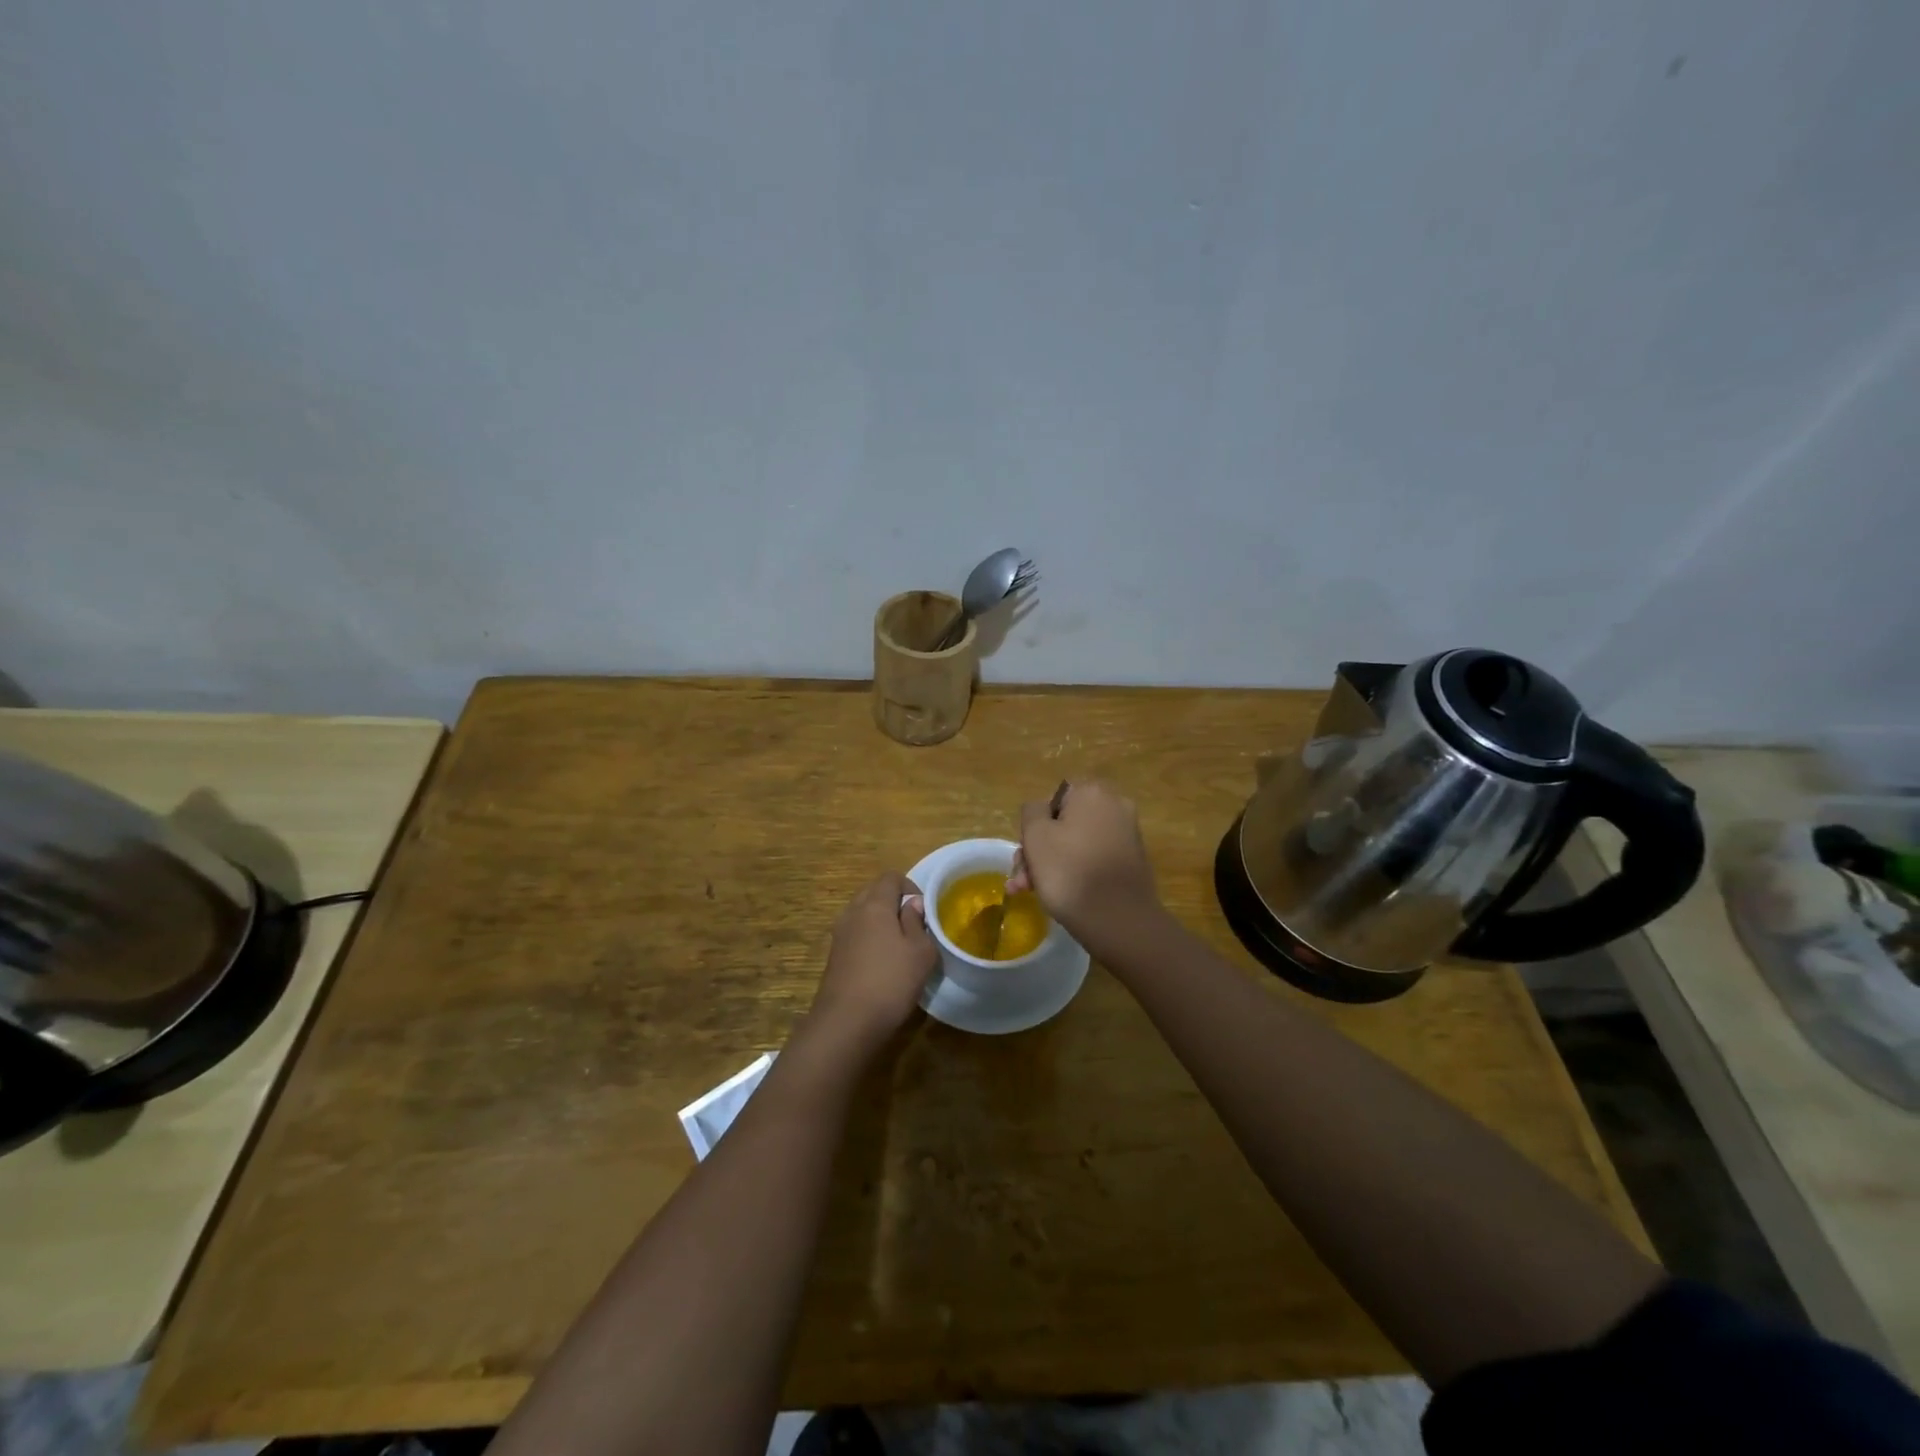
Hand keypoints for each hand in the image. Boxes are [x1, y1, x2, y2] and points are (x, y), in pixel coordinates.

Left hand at [809, 872, 937, 1053]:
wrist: (846, 1023)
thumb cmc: (890, 982)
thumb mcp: (920, 952)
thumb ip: (918, 922)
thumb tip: (912, 904)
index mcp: (874, 904)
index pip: (891, 877)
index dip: (911, 887)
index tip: (924, 912)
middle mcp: (853, 912)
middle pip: (874, 892)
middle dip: (894, 903)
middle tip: (913, 928)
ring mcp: (839, 934)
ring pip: (863, 914)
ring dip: (881, 922)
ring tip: (899, 947)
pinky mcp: (834, 955)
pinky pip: (855, 934)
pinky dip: (869, 939)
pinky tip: (881, 965)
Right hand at [1006, 780, 1161, 946]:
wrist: (1119, 921)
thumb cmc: (1069, 871)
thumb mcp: (1036, 835)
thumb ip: (1032, 812)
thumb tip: (1041, 810)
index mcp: (1093, 792)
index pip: (1052, 798)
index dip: (1034, 825)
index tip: (1024, 852)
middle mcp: (1115, 806)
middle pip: (1064, 824)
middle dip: (1039, 851)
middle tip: (1022, 880)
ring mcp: (1127, 835)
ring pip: (1076, 844)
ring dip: (1051, 865)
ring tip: (1029, 893)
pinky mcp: (1132, 862)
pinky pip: (1094, 859)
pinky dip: (1076, 873)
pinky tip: (1058, 896)